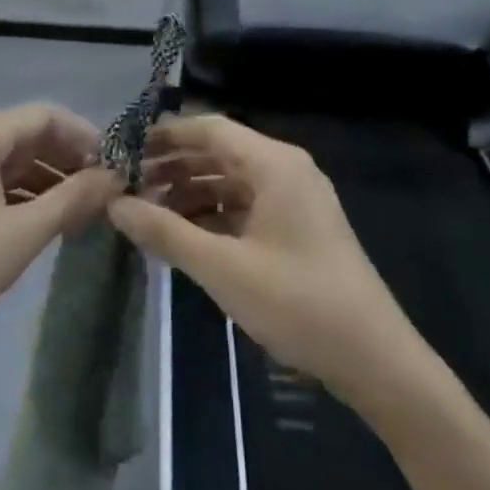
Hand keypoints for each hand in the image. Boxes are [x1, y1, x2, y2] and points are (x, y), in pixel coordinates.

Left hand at [0, 102, 122, 356]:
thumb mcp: (22, 233)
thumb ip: (72, 199)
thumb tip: (114, 176)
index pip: (44, 116)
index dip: (85, 136)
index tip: (115, 166)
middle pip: (27, 135)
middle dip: (68, 159)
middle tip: (104, 192)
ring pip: (10, 160)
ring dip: (48, 179)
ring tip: (84, 211)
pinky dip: (23, 194)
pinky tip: (46, 220)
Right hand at [108, 113, 418, 399]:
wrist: (375, 360)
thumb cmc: (298, 303)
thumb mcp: (222, 268)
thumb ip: (165, 232)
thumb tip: (114, 204)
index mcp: (274, 164)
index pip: (209, 129)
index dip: (165, 136)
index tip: (123, 152)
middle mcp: (285, 171)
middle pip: (219, 152)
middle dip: (173, 166)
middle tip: (127, 185)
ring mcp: (294, 200)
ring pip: (230, 181)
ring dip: (190, 192)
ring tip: (148, 213)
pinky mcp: (297, 228)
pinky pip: (245, 207)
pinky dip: (213, 215)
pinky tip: (184, 236)